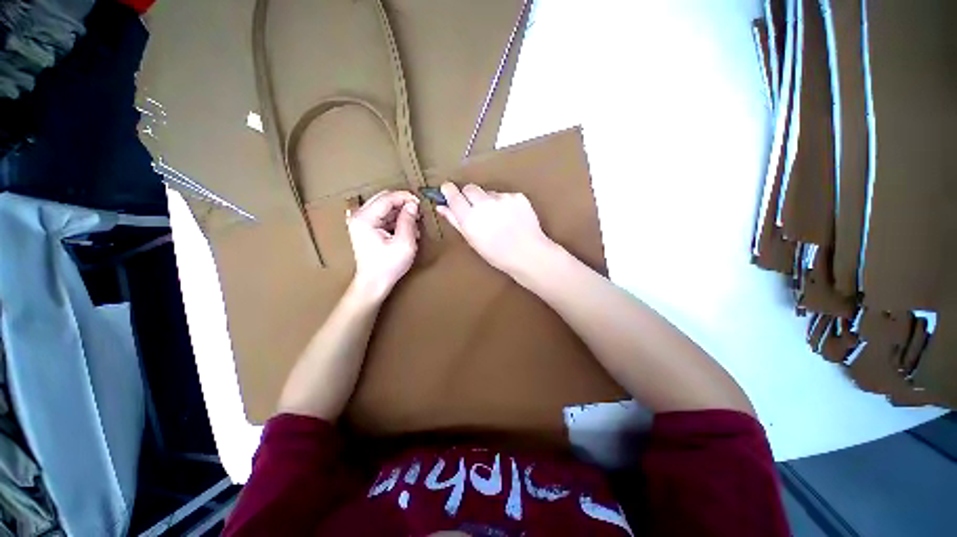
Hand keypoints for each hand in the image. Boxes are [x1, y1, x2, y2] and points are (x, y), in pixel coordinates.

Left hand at [346, 190, 420, 300]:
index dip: (405, 197)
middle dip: (403, 203)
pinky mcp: (366, 228)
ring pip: (384, 206)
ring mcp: (361, 222)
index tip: (420, 202)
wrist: (374, 282)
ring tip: (414, 224)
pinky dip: (395, 219)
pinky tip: (406, 229)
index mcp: (365, 219)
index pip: (387, 198)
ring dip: (400, 212)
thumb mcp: (404, 243)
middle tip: (417, 211)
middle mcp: (359, 216)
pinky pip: (382, 215)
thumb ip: (408, 221)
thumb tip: (413, 205)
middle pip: (384, 199)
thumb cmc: (388, 266)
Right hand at [437, 182, 554, 275]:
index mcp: (470, 218)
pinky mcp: (518, 196)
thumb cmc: (497, 254)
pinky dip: (505, 204)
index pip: (453, 195)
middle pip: (470, 188)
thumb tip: (441, 206)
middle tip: (475, 208)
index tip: (448, 190)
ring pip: (489, 192)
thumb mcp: (473, 241)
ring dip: (489, 201)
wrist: (528, 254)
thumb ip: (455, 221)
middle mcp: (484, 204)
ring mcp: (503, 198)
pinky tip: (511, 217)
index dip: (449, 190)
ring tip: (499, 218)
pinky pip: (505, 196)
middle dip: (469, 195)